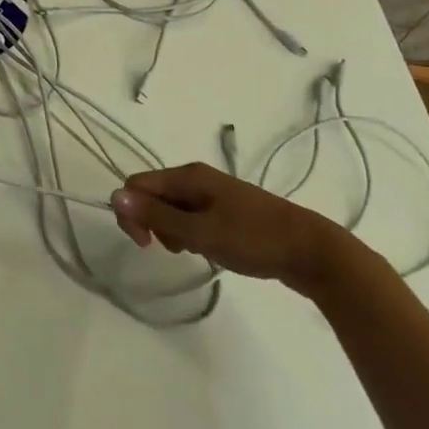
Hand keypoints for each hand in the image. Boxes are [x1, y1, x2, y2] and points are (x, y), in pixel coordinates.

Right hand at [111, 162, 343, 291]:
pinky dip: (191, 233)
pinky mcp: (228, 211)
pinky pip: (193, 217)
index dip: (131, 212)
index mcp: (188, 176)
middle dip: (153, 223)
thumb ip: (157, 217)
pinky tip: (209, 250)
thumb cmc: (254, 239)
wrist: (313, 251)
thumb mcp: (201, 232)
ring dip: (172, 231)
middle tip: (174, 250)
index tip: (145, 245)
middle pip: (154, 195)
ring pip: (173, 208)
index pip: (138, 185)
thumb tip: (115, 196)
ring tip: (195, 251)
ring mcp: (214, 194)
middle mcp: (197, 179)